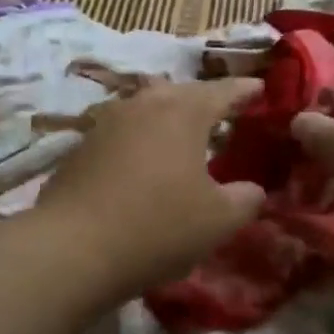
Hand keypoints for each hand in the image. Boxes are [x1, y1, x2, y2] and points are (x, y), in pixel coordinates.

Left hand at [33, 78, 265, 301]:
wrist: (73, 247)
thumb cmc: (157, 226)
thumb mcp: (217, 220)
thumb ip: (244, 199)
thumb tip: (253, 189)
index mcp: (184, 111)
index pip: (223, 91)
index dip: (244, 89)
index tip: (260, 87)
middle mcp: (146, 103)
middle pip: (182, 92)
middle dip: (205, 99)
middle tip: (224, 111)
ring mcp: (109, 119)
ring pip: (149, 105)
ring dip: (169, 115)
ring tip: (183, 132)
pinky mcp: (83, 143)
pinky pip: (124, 128)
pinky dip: (142, 136)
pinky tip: (143, 158)